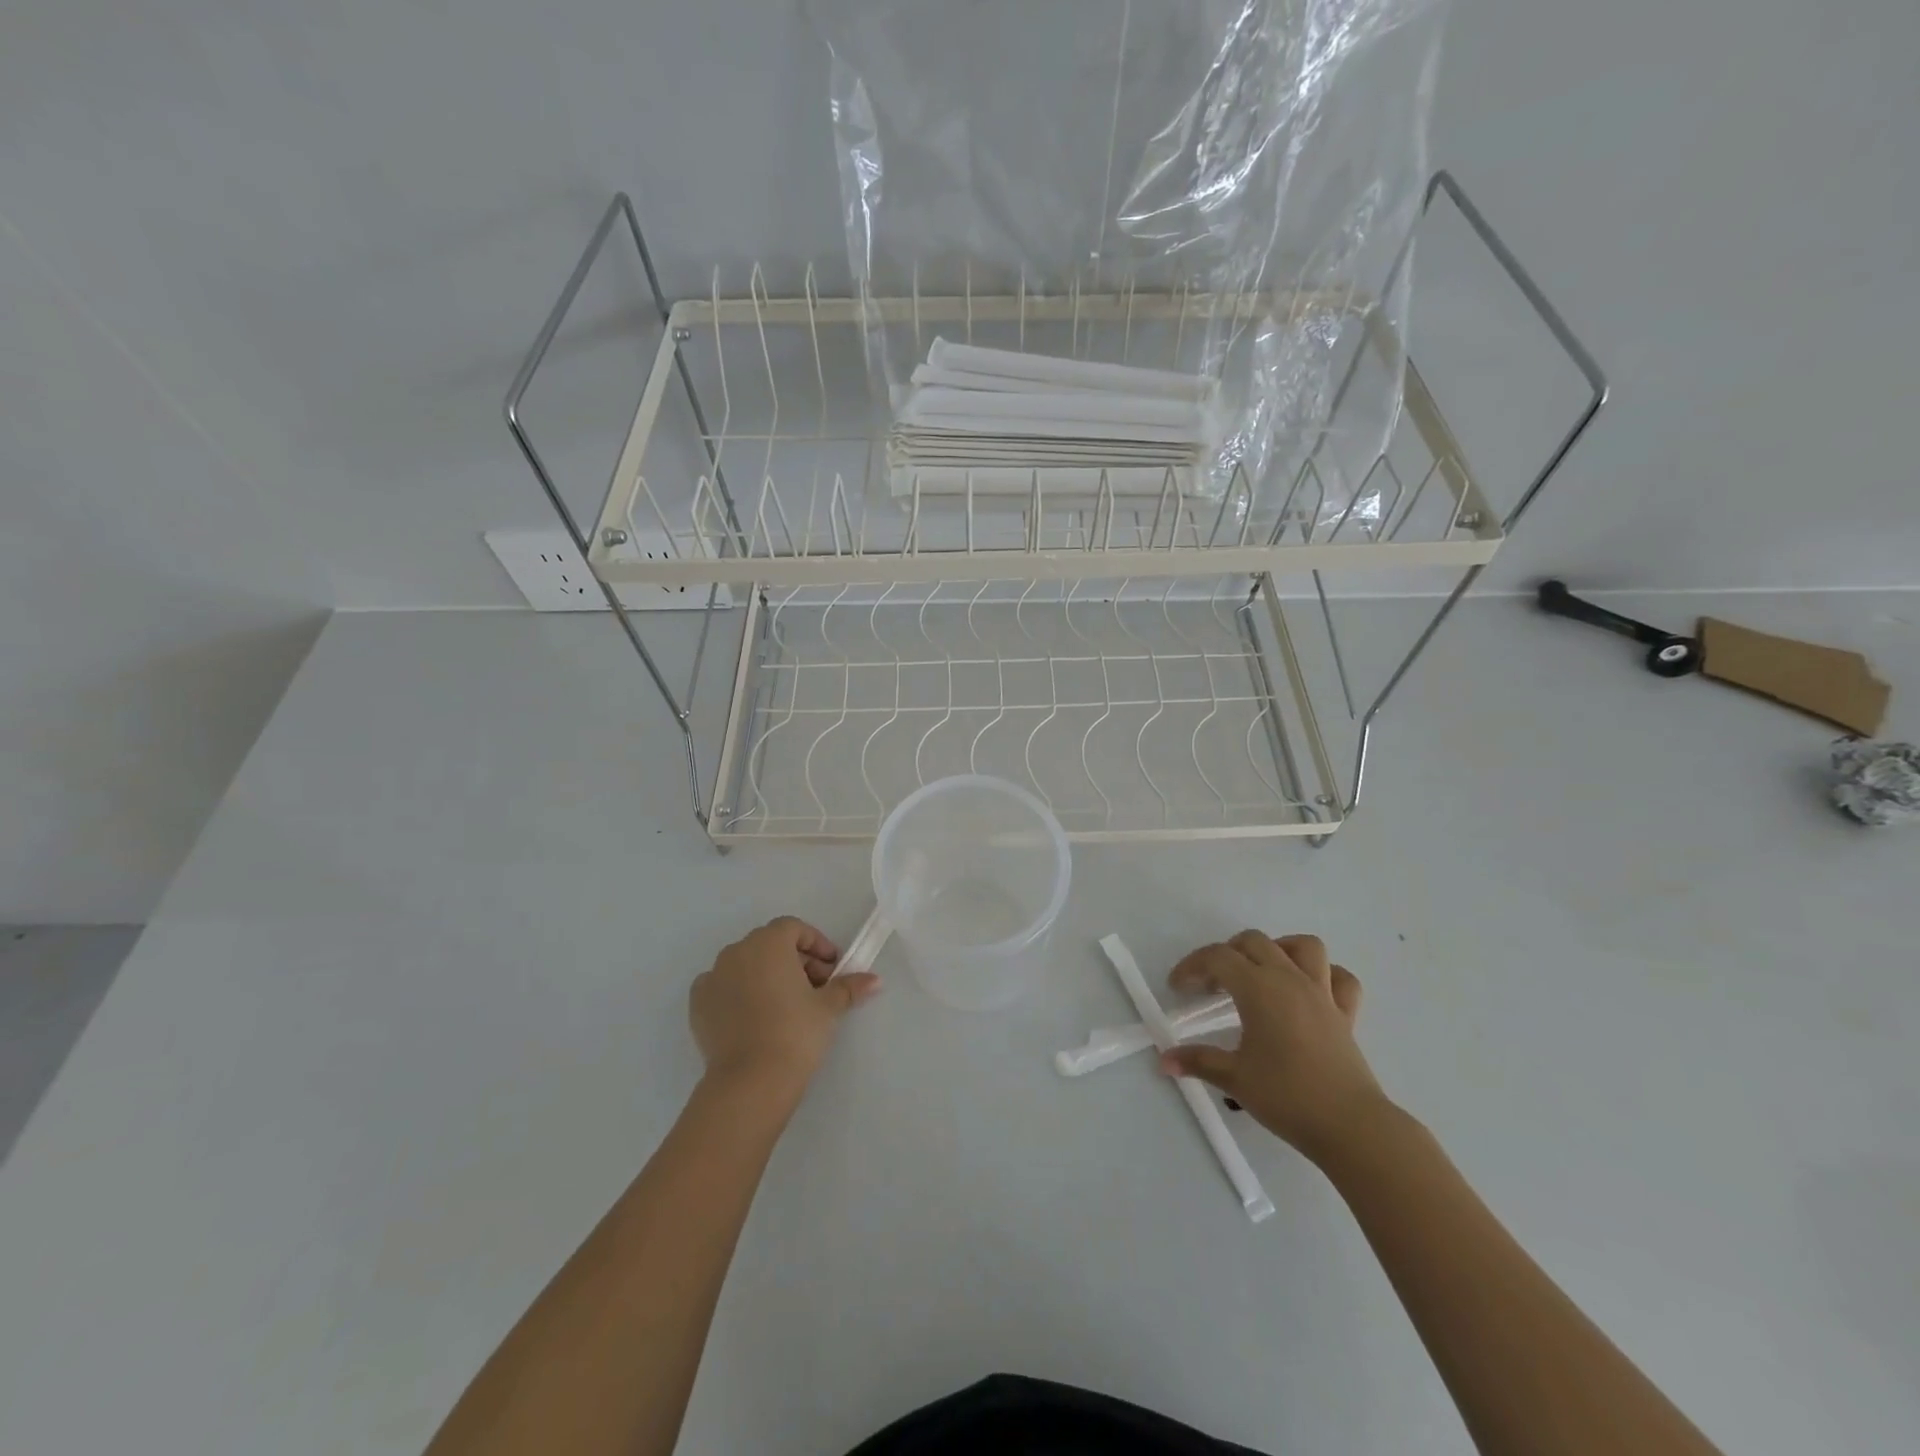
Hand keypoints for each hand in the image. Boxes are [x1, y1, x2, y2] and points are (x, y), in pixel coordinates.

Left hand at [689, 916, 880, 1103]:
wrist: (750, 1081)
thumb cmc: (795, 1033)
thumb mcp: (828, 1008)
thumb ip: (849, 987)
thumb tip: (875, 980)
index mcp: (768, 943)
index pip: (794, 928)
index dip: (816, 944)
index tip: (831, 969)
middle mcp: (737, 951)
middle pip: (770, 944)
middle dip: (794, 960)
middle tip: (814, 988)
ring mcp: (713, 976)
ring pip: (745, 964)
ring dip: (766, 975)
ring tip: (785, 1005)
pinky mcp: (698, 1004)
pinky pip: (722, 987)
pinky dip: (738, 993)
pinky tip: (753, 1017)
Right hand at [1159, 932, 1389, 1165]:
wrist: (1351, 1126)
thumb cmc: (1287, 1097)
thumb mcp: (1234, 1078)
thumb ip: (1197, 1061)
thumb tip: (1164, 1060)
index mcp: (1259, 988)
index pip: (1217, 958)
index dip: (1192, 966)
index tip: (1177, 988)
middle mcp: (1290, 979)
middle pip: (1253, 942)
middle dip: (1227, 954)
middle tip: (1212, 985)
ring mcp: (1322, 993)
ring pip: (1303, 946)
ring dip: (1278, 949)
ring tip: (1261, 972)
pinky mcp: (1346, 1014)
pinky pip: (1339, 978)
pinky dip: (1324, 975)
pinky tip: (1308, 992)